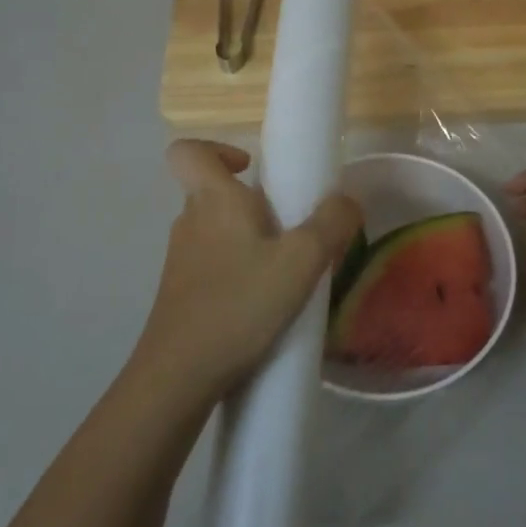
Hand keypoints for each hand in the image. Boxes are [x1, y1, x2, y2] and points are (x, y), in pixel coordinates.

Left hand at [135, 139, 361, 407]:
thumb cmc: (240, 305)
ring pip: (217, 232)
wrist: (179, 377)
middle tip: (291, 230)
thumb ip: (332, 224)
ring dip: (250, 241)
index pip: (189, 152)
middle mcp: (190, 222)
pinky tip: (265, 304)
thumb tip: (346, 201)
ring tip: (286, 272)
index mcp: (213, 200)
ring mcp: (181, 260)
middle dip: (254, 204)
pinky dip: (239, 272)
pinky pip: (214, 265)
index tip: (251, 169)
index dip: (216, 149)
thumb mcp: (302, 261)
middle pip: (214, 193)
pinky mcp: (181, 294)